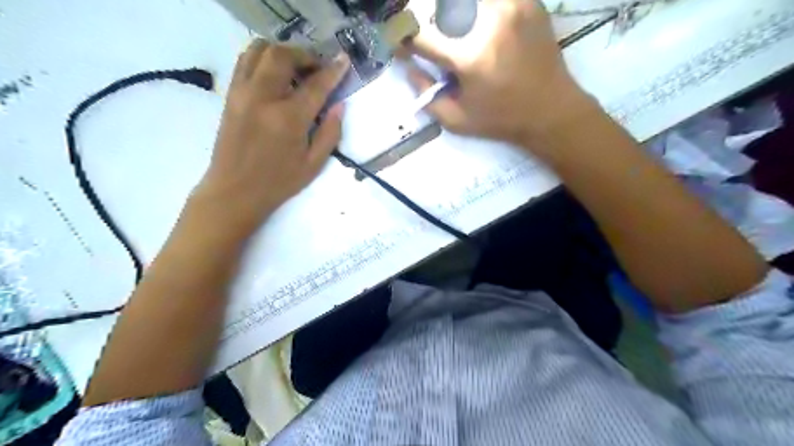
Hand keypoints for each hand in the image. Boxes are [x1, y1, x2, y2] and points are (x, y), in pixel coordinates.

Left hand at [189, 42, 348, 234]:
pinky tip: (275, 73)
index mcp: (289, 119)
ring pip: (259, 50)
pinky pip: (245, 61)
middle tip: (318, 68)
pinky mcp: (230, 95)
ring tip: (296, 67)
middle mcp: (263, 97)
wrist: (234, 191)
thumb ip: (330, 133)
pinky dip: (263, 57)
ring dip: (282, 51)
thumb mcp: (314, 164)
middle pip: (283, 56)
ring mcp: (242, 93)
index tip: (344, 59)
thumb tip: (339, 105)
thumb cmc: (278, 182)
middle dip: (305, 55)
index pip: (316, 85)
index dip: (333, 70)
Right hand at [406, 0, 591, 147]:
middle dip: (424, 18)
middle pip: (440, 4)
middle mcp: (488, 22)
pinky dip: (477, 9)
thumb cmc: (500, 120)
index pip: (419, 33)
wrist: (551, 111)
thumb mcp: (456, 121)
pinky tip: (475, 23)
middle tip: (427, 35)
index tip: (403, 46)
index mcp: (468, 57)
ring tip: (452, 30)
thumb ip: (426, 95)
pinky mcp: (527, 1)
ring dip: (451, 11)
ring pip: (464, 0)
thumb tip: (409, 66)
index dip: (403, 37)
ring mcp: (511, 5)